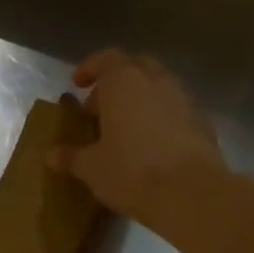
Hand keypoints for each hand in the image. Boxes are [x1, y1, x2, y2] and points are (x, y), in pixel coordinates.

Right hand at [48, 50, 226, 222]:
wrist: (190, 193)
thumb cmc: (130, 171)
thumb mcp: (90, 167)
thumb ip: (70, 156)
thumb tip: (51, 155)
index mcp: (124, 83)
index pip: (106, 59)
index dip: (89, 68)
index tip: (77, 84)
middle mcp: (156, 81)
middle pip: (135, 68)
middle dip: (115, 83)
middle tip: (98, 108)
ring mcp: (183, 99)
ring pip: (157, 87)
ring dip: (138, 100)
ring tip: (121, 129)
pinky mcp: (202, 121)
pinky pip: (173, 109)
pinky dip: (157, 118)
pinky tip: (146, 145)